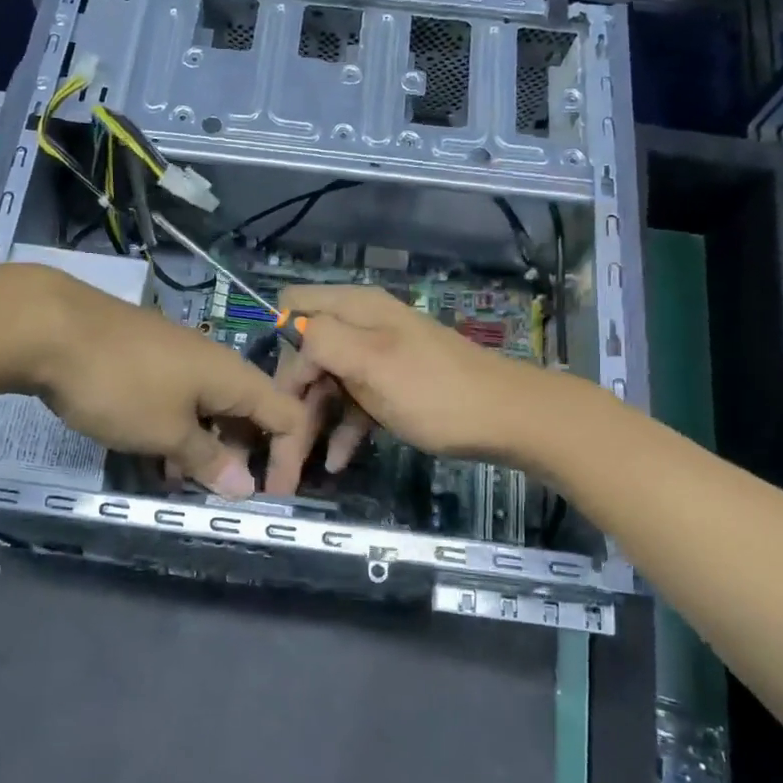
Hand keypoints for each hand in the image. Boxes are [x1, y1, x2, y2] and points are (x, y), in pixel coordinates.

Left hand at [14, 267, 306, 497]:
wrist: (48, 327)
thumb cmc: (119, 385)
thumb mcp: (166, 433)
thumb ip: (208, 460)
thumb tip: (245, 486)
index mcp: (234, 377)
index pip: (287, 415)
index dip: (287, 458)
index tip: (271, 496)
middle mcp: (215, 362)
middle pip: (249, 413)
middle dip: (239, 456)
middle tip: (215, 493)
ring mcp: (179, 356)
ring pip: (209, 408)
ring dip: (203, 447)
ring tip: (178, 481)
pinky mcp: (148, 356)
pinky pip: (179, 399)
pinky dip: (176, 428)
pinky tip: (149, 452)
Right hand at [261, 285, 532, 496]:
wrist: (509, 420)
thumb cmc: (436, 392)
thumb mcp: (373, 361)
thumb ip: (322, 340)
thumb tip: (284, 331)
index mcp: (353, 309)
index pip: (290, 314)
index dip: (278, 354)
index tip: (273, 402)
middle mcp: (360, 327)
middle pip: (304, 355)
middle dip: (288, 401)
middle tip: (277, 452)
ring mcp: (376, 358)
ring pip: (326, 385)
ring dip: (309, 423)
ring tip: (293, 473)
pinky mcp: (391, 387)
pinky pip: (353, 404)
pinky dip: (341, 429)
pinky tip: (335, 462)